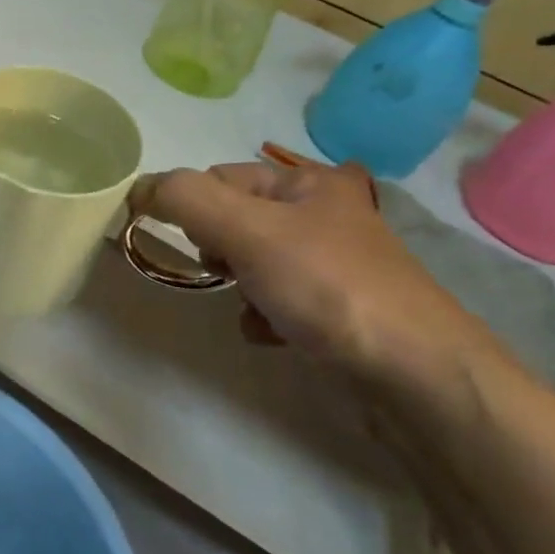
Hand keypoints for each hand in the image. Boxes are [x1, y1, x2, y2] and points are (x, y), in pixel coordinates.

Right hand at [131, 161, 503, 412]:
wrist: (416, 376)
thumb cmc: (328, 287)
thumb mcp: (246, 230)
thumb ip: (184, 200)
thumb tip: (137, 188)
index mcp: (308, 181)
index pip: (219, 177)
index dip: (193, 207)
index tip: (191, 244)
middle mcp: (323, 214)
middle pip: (235, 220)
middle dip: (217, 248)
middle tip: (226, 270)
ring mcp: (333, 265)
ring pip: (252, 262)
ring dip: (237, 284)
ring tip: (250, 305)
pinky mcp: (338, 310)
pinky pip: (276, 299)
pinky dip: (262, 314)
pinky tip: (270, 333)